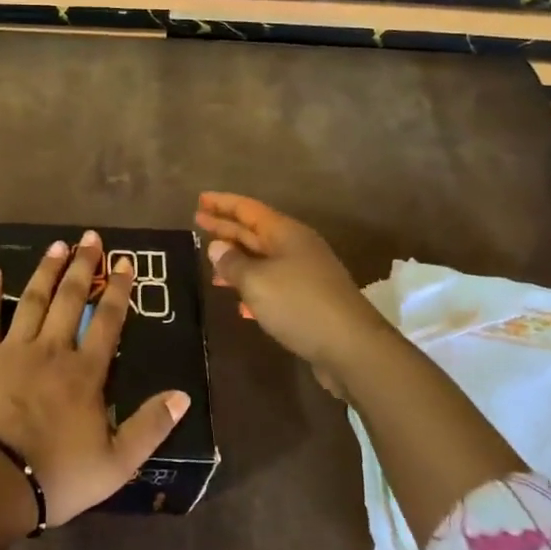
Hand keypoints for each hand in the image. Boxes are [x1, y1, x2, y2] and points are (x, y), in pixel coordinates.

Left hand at [0, 231, 190, 525]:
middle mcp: (52, 350)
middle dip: (83, 266)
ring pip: (33, 300)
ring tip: (57, 244)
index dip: (118, 290)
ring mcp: (14, 349)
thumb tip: (183, 395)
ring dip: (47, 270)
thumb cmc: (57, 476)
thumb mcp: (117, 463)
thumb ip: (151, 426)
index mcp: (85, 372)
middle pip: (71, 299)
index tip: (125, 262)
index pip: (107, 321)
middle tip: (90, 237)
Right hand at [193, 192, 387, 395]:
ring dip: (237, 261)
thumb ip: (232, 263)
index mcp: (286, 234)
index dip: (222, 203)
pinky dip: (253, 289)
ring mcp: (305, 275)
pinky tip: (239, 305)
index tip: (199, 200)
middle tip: (197, 224)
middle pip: (254, 232)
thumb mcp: (257, 281)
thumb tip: (217, 247)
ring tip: (211, 267)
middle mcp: (296, 248)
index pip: (248, 209)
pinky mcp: (309, 301)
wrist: (353, 349)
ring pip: (263, 260)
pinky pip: (273, 286)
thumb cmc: (300, 304)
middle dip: (226, 228)